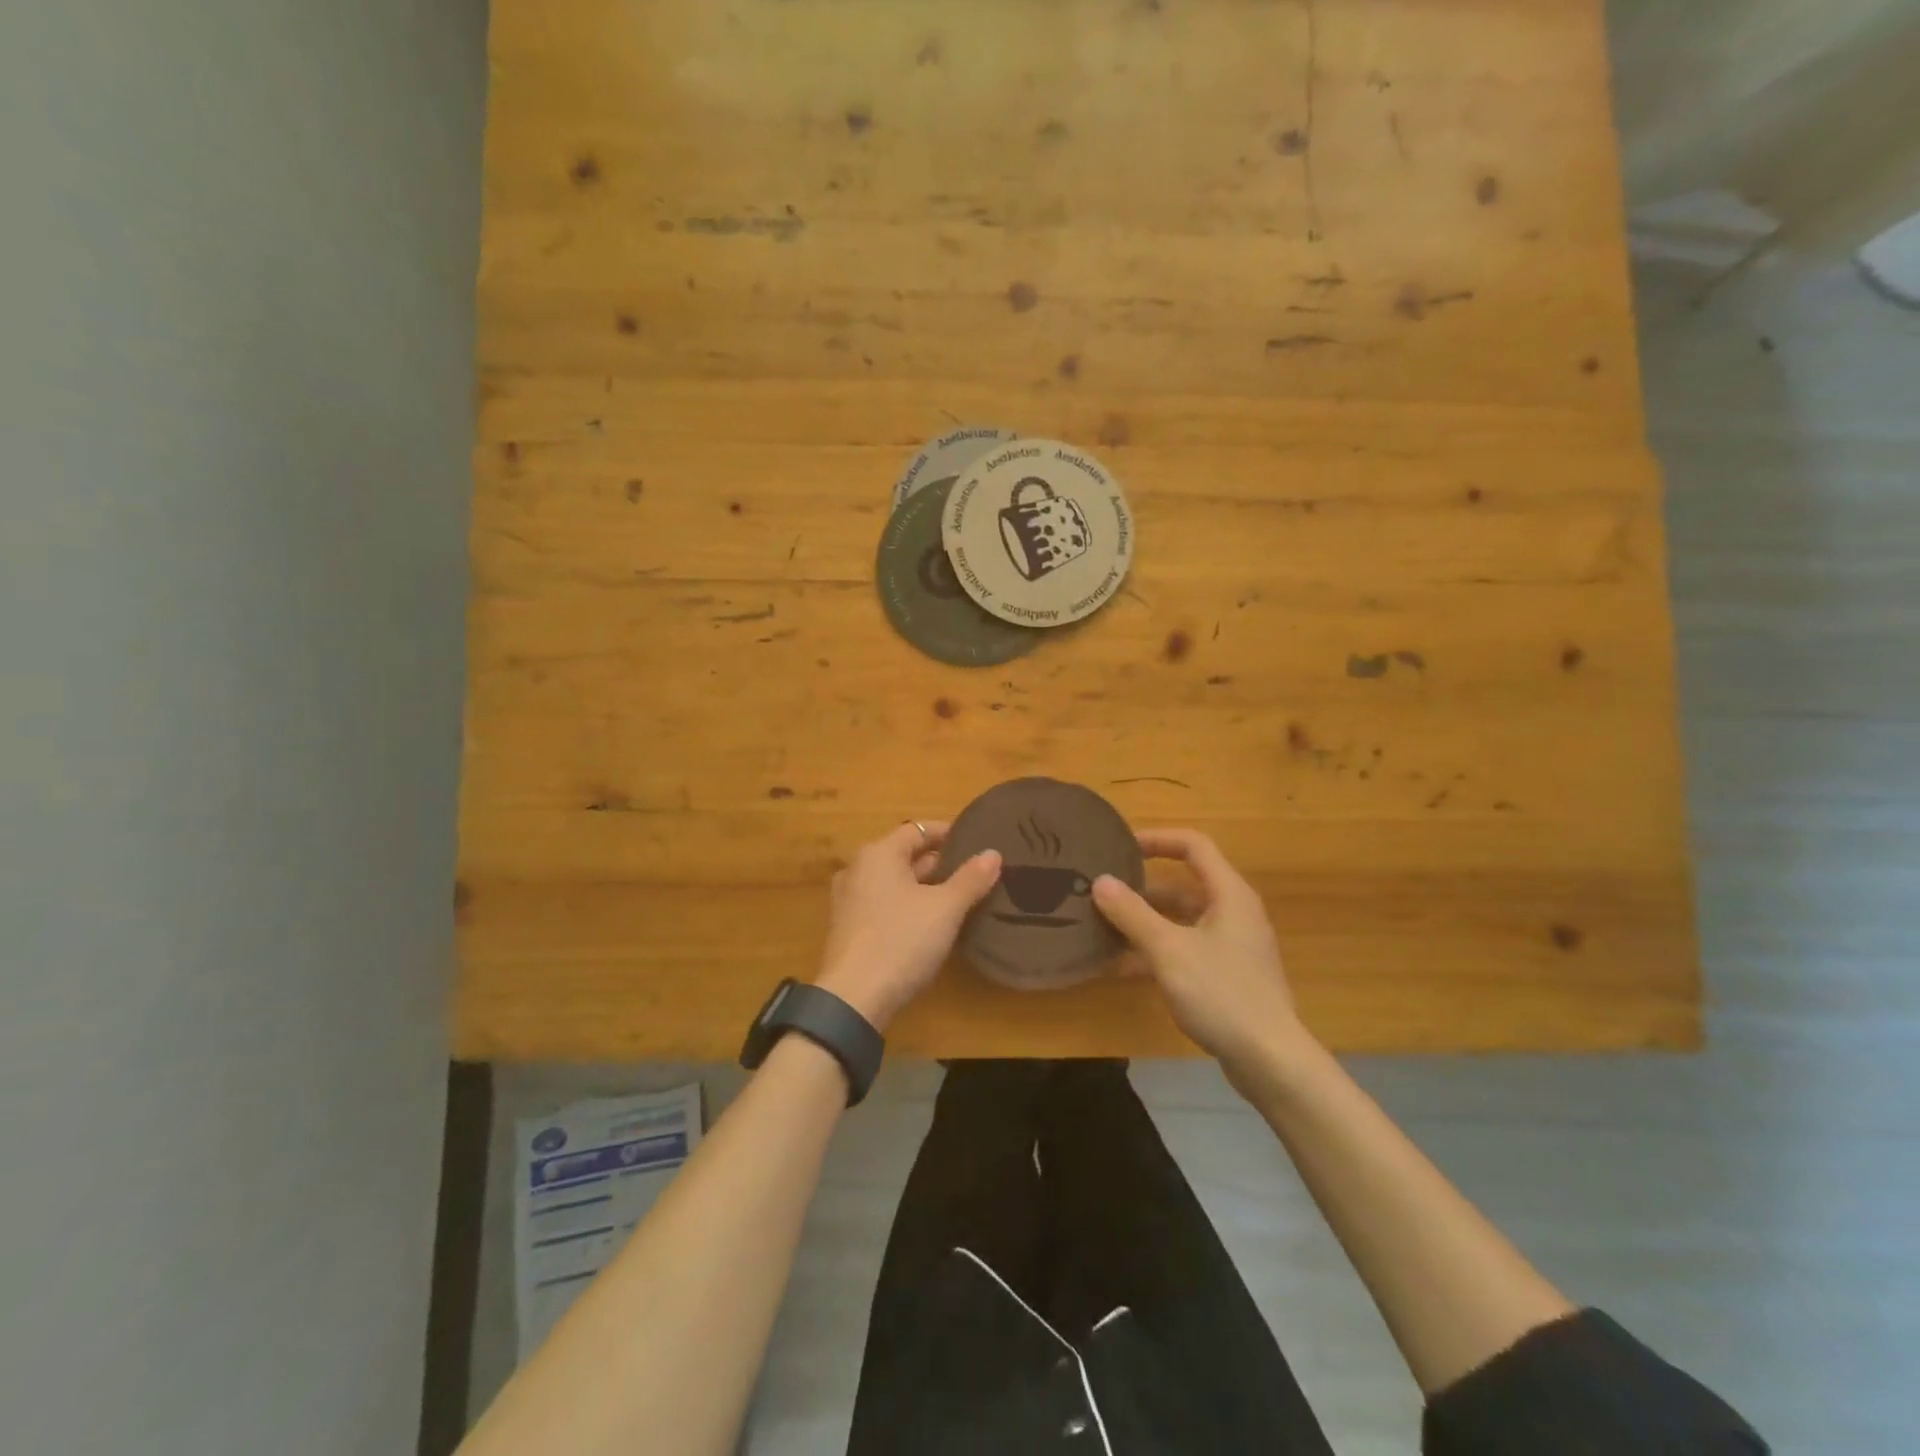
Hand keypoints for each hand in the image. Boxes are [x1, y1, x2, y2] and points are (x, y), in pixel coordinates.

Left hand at [814, 821, 1001, 1031]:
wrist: (854, 999)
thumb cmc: (901, 941)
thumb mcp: (945, 909)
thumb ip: (971, 879)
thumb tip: (993, 853)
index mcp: (878, 854)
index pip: (918, 829)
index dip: (948, 833)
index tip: (976, 843)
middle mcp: (858, 869)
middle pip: (905, 855)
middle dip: (940, 863)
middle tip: (975, 873)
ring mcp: (849, 900)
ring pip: (896, 882)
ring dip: (925, 887)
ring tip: (960, 898)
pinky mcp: (849, 928)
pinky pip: (885, 904)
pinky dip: (908, 906)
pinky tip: (932, 924)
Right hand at [1093, 829, 1306, 1086]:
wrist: (1271, 1061)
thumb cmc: (1222, 994)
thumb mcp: (1169, 950)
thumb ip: (1132, 914)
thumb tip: (1100, 881)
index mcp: (1229, 894)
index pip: (1193, 846)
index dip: (1157, 839)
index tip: (1121, 847)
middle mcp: (1233, 912)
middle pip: (1184, 884)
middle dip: (1142, 886)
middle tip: (1104, 890)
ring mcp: (1232, 946)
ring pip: (1182, 920)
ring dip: (1146, 920)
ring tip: (1104, 926)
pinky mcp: (1227, 975)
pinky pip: (1186, 948)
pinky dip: (1157, 949)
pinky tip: (1122, 965)